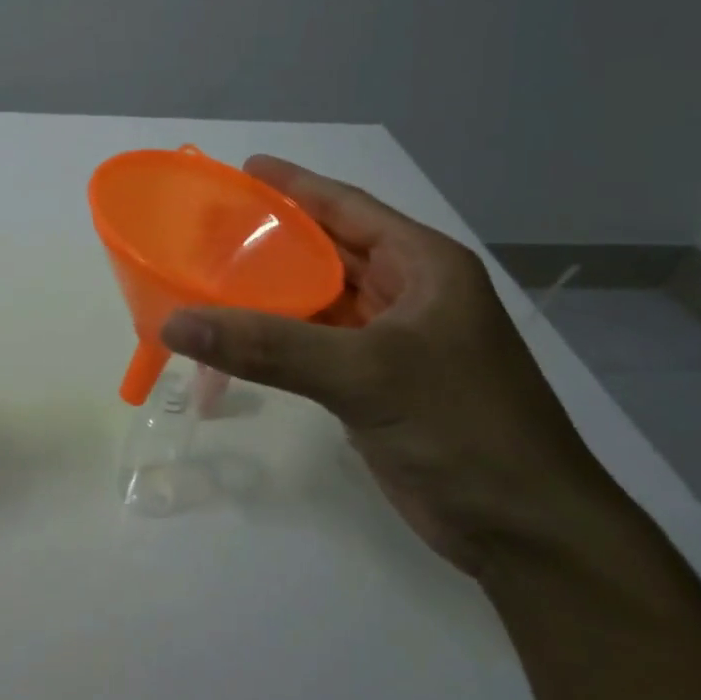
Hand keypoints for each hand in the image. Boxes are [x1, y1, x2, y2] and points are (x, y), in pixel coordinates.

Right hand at [160, 157, 623, 575]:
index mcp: (424, 267)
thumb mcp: (366, 374)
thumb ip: (269, 346)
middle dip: (273, 238)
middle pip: (329, 252)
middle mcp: (408, 294)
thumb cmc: (461, 427)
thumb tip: (176, 322)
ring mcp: (392, 342)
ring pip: (319, 301)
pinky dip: (277, 339)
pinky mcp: (376, 384)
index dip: (296, 185)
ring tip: (209, 274)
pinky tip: (236, 335)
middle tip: (209, 227)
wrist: (524, 530)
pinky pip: (315, 345)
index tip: (244, 169)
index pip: (349, 208)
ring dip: (270, 290)